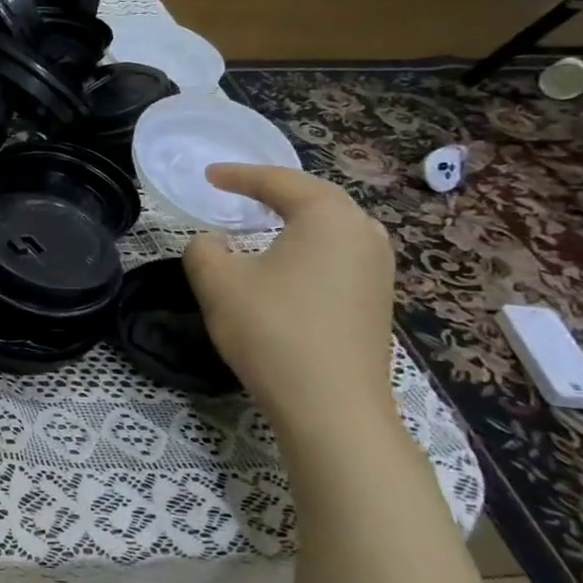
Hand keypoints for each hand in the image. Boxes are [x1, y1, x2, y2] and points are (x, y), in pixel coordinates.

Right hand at [182, 164, 395, 435]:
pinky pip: (339, 255)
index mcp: (328, 215)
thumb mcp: (219, 283)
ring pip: (332, 227)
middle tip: (237, 191)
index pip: (277, 181)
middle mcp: (363, 232)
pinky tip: (291, 264)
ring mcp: (379, 268)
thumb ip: (203, 249)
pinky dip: (310, 247)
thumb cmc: (273, 331)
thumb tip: (213, 242)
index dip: (238, 175)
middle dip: (273, 192)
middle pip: (313, 197)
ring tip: (266, 221)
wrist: (332, 407)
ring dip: (296, 219)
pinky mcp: (378, 300)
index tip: (208, 175)